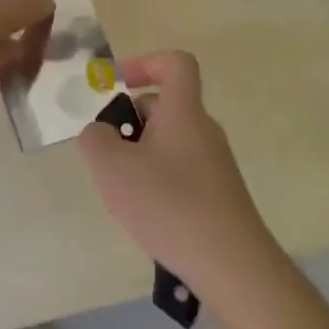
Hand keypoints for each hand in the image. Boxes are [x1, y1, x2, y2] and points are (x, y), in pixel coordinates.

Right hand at [76, 51, 281, 305]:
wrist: (233, 266)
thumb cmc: (169, 205)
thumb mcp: (112, 167)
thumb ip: (94, 139)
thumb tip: (101, 133)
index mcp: (184, 111)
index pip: (176, 63)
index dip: (145, 62)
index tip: (118, 84)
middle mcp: (204, 130)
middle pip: (166, 106)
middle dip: (131, 122)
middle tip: (109, 156)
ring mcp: (216, 165)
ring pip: (170, 142)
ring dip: (141, 156)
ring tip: (124, 192)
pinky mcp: (220, 196)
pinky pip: (181, 172)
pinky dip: (159, 183)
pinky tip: (148, 217)